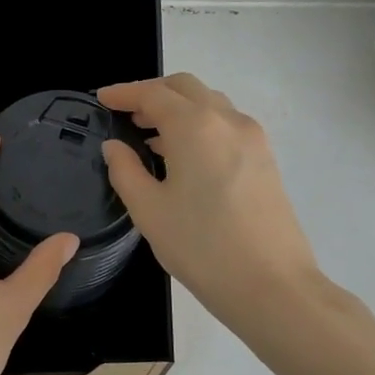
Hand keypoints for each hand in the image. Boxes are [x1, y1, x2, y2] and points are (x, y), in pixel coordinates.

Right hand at [99, 74, 321, 336]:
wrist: (272, 286)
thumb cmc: (201, 247)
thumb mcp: (148, 210)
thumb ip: (125, 170)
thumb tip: (114, 146)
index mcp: (195, 126)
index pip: (153, 94)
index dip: (123, 93)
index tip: (101, 99)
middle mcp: (227, 120)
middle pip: (186, 88)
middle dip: (153, 92)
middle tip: (126, 113)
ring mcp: (252, 138)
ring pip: (210, 103)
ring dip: (178, 108)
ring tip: (150, 134)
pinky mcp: (266, 159)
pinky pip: (226, 125)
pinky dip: (199, 125)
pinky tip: (182, 155)